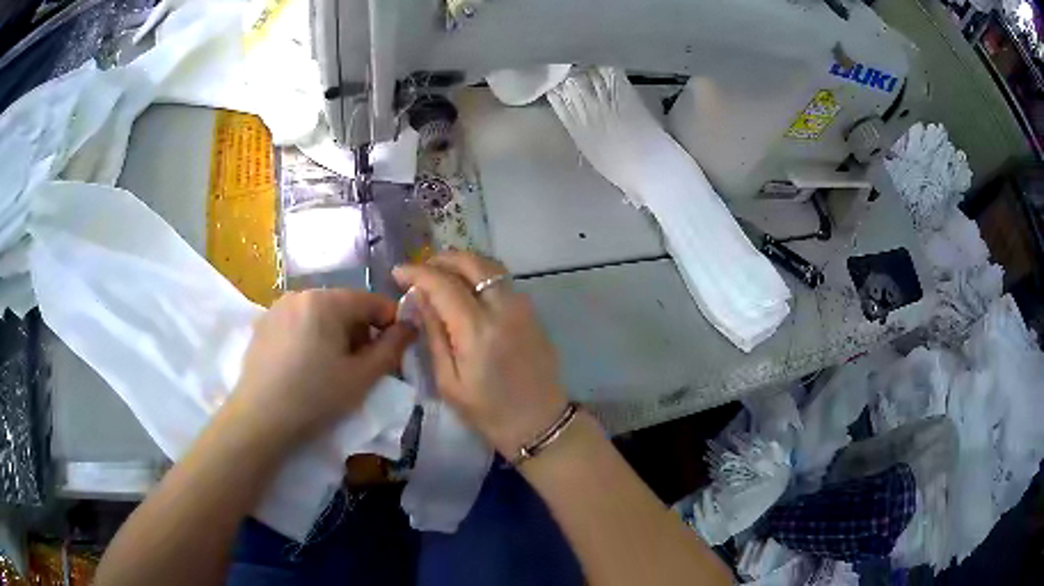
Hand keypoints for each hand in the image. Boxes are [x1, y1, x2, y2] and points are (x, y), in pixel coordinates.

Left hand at [227, 289, 415, 446]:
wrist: (259, 419)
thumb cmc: (315, 397)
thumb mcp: (362, 377)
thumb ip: (392, 348)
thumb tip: (412, 325)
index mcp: (327, 300)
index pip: (373, 302)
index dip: (390, 325)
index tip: (394, 354)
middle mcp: (301, 294)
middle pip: (345, 307)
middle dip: (360, 333)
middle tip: (361, 368)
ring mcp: (278, 308)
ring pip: (320, 315)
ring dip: (335, 336)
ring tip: (331, 370)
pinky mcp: (263, 324)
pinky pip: (298, 323)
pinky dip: (311, 338)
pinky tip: (305, 368)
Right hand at [393, 252, 567, 456]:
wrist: (540, 422)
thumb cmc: (488, 412)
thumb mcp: (449, 382)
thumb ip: (434, 335)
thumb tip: (419, 298)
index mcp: (478, 330)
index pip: (443, 284)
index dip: (417, 273)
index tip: (398, 272)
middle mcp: (503, 308)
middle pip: (471, 262)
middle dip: (441, 259)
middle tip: (420, 270)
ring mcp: (522, 306)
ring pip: (490, 265)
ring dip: (462, 262)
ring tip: (439, 275)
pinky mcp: (532, 311)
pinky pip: (502, 279)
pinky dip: (480, 273)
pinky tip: (465, 288)